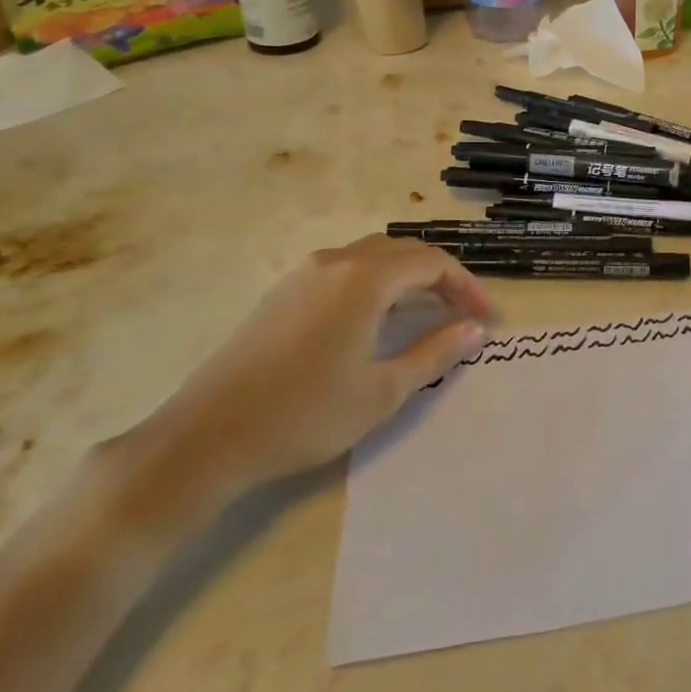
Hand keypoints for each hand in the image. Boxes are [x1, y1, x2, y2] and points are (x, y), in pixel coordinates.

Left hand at [130, 236, 491, 504]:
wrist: (204, 438)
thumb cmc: (304, 415)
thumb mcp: (381, 391)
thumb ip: (435, 353)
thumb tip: (476, 330)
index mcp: (364, 279)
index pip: (432, 262)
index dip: (467, 286)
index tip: (486, 317)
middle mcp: (335, 262)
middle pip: (403, 252)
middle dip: (440, 277)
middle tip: (462, 313)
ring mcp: (303, 274)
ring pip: (372, 257)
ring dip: (407, 277)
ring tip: (426, 313)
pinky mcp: (282, 292)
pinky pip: (344, 270)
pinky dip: (375, 283)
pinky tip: (375, 319)